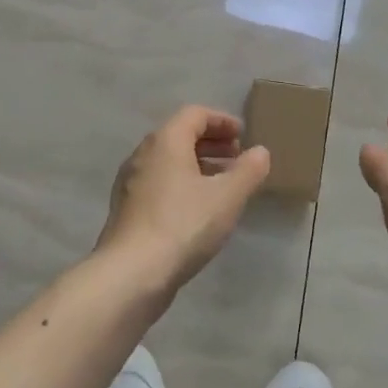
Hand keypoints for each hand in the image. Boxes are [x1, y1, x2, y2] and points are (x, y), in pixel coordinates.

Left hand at [97, 105, 271, 295]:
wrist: (131, 273)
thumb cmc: (183, 225)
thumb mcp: (227, 197)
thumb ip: (248, 171)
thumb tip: (260, 151)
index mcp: (166, 141)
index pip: (194, 114)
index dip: (221, 120)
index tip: (243, 135)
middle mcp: (143, 154)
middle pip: (179, 135)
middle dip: (211, 142)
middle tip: (237, 156)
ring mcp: (130, 182)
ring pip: (168, 161)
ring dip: (197, 164)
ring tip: (222, 184)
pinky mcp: (127, 208)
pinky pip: (159, 183)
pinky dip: (182, 184)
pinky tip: (198, 209)